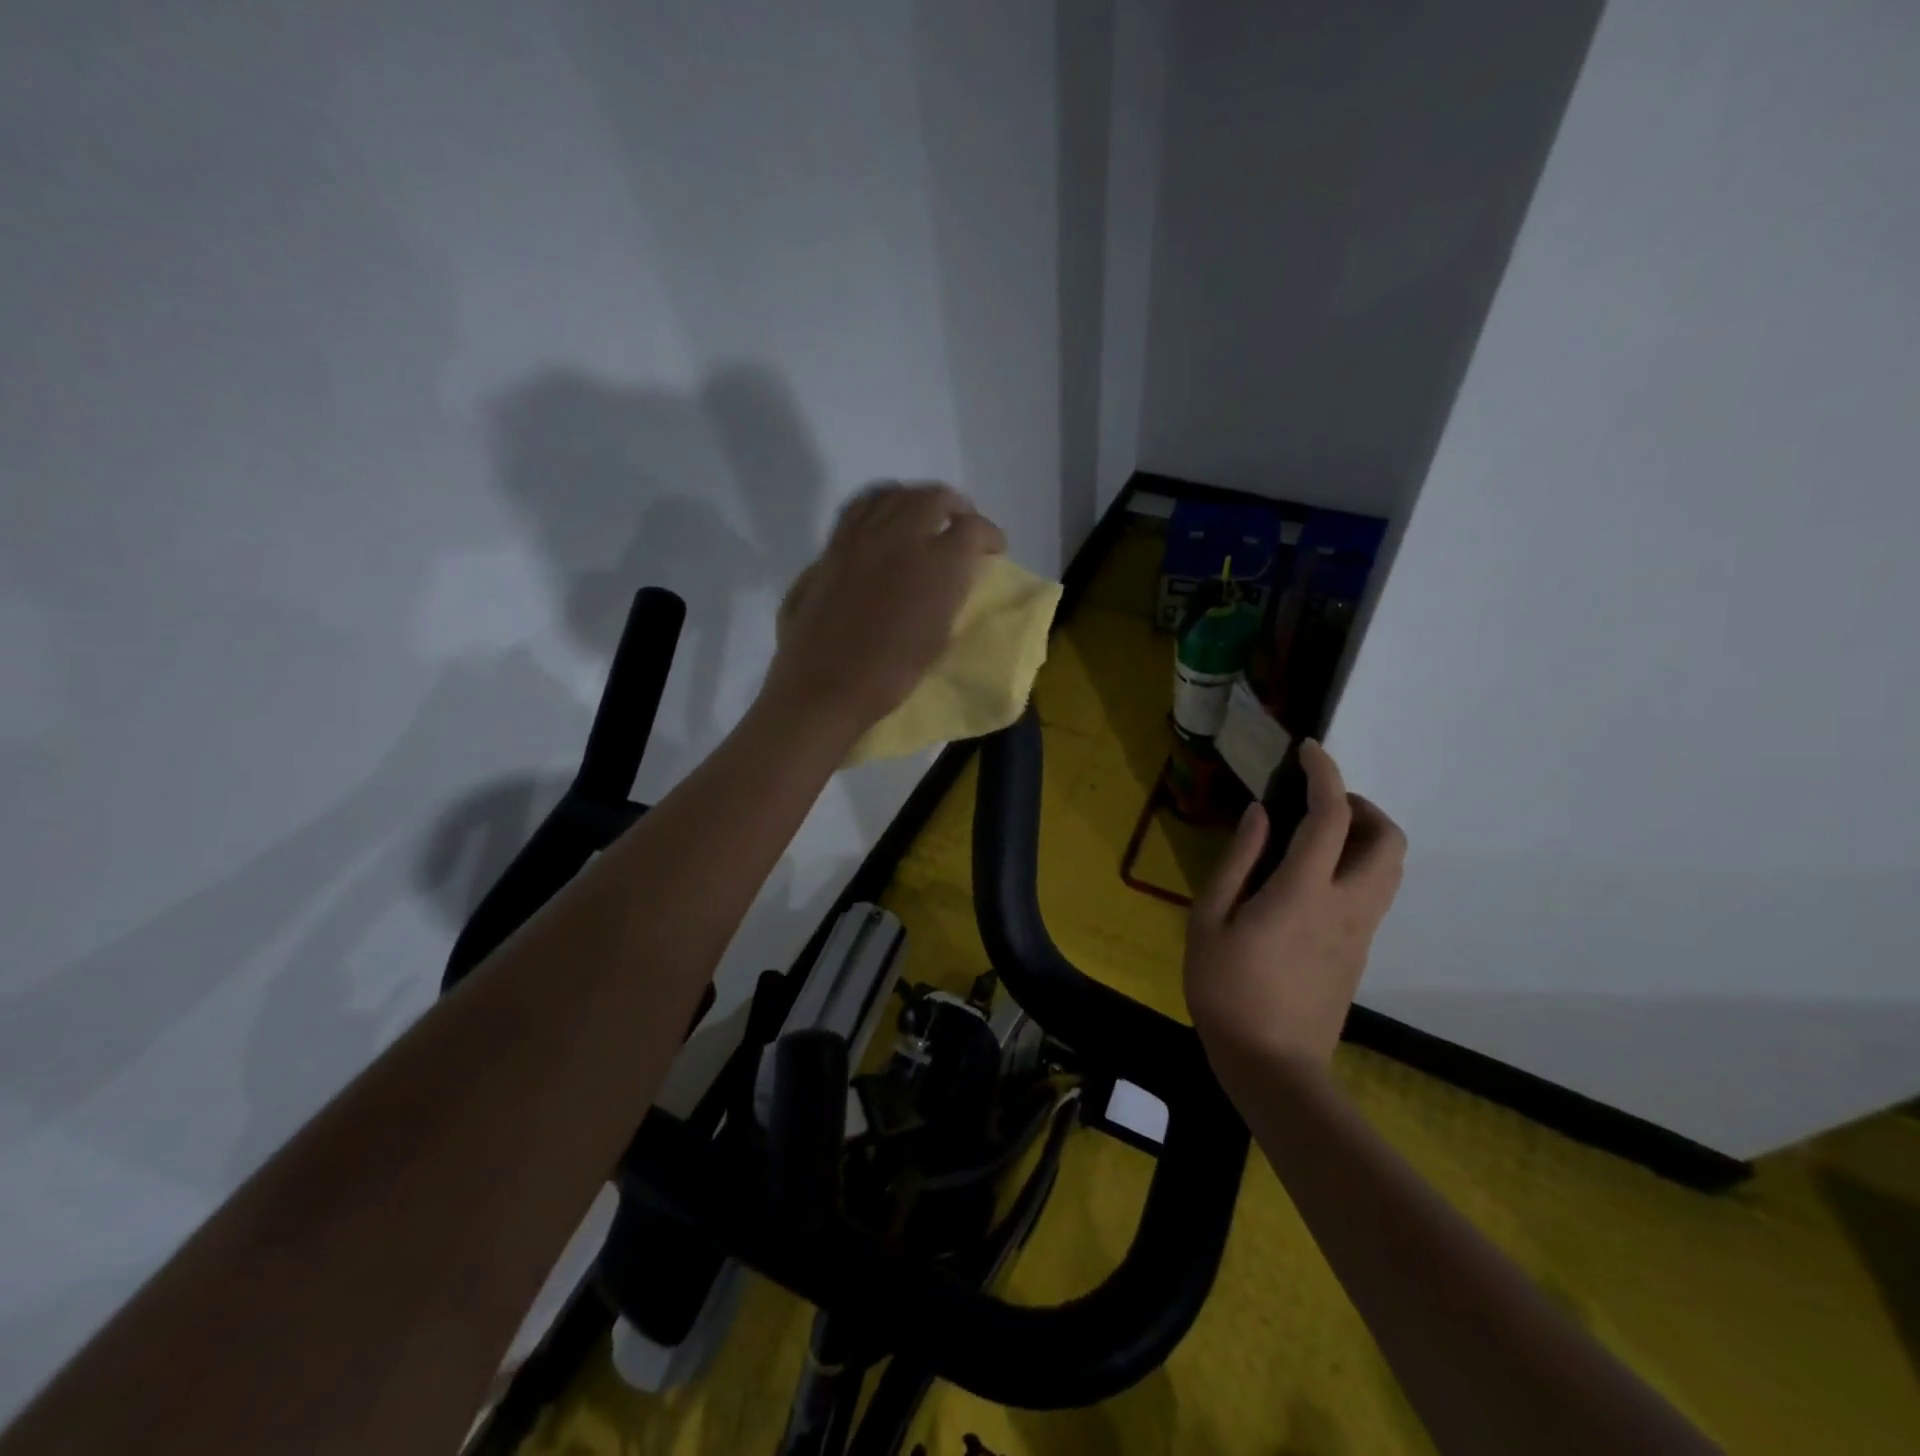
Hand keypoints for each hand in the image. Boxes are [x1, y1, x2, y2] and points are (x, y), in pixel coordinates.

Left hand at [767, 482, 1005, 733]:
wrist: (825, 686)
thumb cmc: (890, 675)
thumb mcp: (939, 635)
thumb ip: (950, 593)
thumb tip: (954, 572)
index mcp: (937, 565)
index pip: (973, 529)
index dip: (989, 536)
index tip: (993, 549)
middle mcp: (901, 537)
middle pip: (935, 498)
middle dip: (956, 507)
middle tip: (961, 524)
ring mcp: (861, 536)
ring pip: (895, 493)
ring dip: (917, 500)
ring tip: (924, 516)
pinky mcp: (833, 545)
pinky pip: (860, 506)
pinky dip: (880, 504)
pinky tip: (883, 519)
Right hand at [1184, 740, 1405, 1072]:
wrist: (1272, 1064)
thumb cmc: (1226, 988)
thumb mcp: (1209, 919)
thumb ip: (1238, 861)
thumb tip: (1261, 814)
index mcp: (1304, 891)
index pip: (1332, 816)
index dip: (1325, 774)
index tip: (1309, 751)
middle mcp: (1347, 905)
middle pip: (1388, 839)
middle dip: (1362, 806)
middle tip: (1317, 804)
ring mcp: (1361, 931)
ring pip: (1391, 867)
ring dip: (1365, 836)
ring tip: (1315, 837)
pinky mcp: (1360, 951)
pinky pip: (1375, 891)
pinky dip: (1356, 865)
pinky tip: (1310, 879)